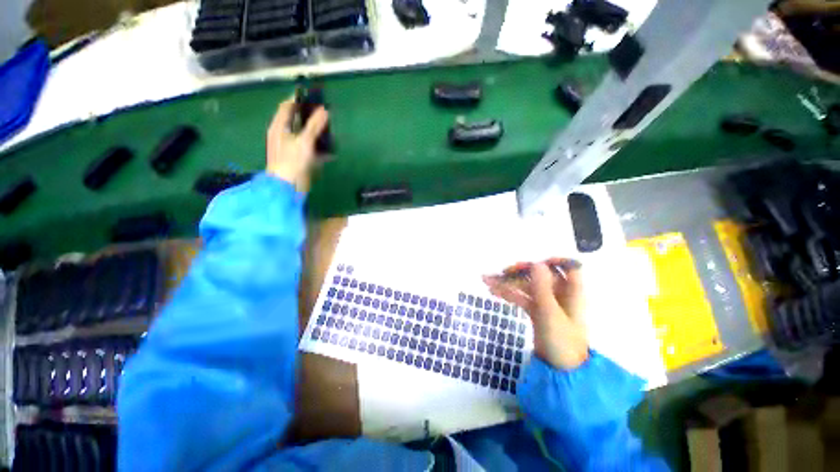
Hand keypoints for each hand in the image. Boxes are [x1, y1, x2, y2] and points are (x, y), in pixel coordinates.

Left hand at [266, 98, 328, 191]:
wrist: (288, 187)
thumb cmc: (292, 161)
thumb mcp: (305, 141)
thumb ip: (314, 125)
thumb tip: (325, 110)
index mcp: (279, 127)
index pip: (287, 107)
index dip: (298, 100)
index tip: (313, 97)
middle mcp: (283, 135)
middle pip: (296, 121)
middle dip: (310, 117)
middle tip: (325, 114)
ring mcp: (291, 148)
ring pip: (304, 135)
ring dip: (316, 133)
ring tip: (330, 130)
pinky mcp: (298, 159)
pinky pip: (310, 149)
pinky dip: (319, 148)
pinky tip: (330, 150)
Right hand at [483, 259, 588, 369]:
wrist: (560, 370)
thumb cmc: (562, 341)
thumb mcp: (550, 314)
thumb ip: (542, 288)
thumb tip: (536, 263)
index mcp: (571, 292)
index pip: (568, 268)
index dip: (554, 261)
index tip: (533, 262)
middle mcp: (559, 293)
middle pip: (540, 275)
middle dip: (520, 272)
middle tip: (503, 272)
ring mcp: (546, 302)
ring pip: (527, 286)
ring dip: (508, 283)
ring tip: (487, 280)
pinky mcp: (536, 311)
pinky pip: (521, 297)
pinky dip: (508, 294)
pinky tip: (493, 291)